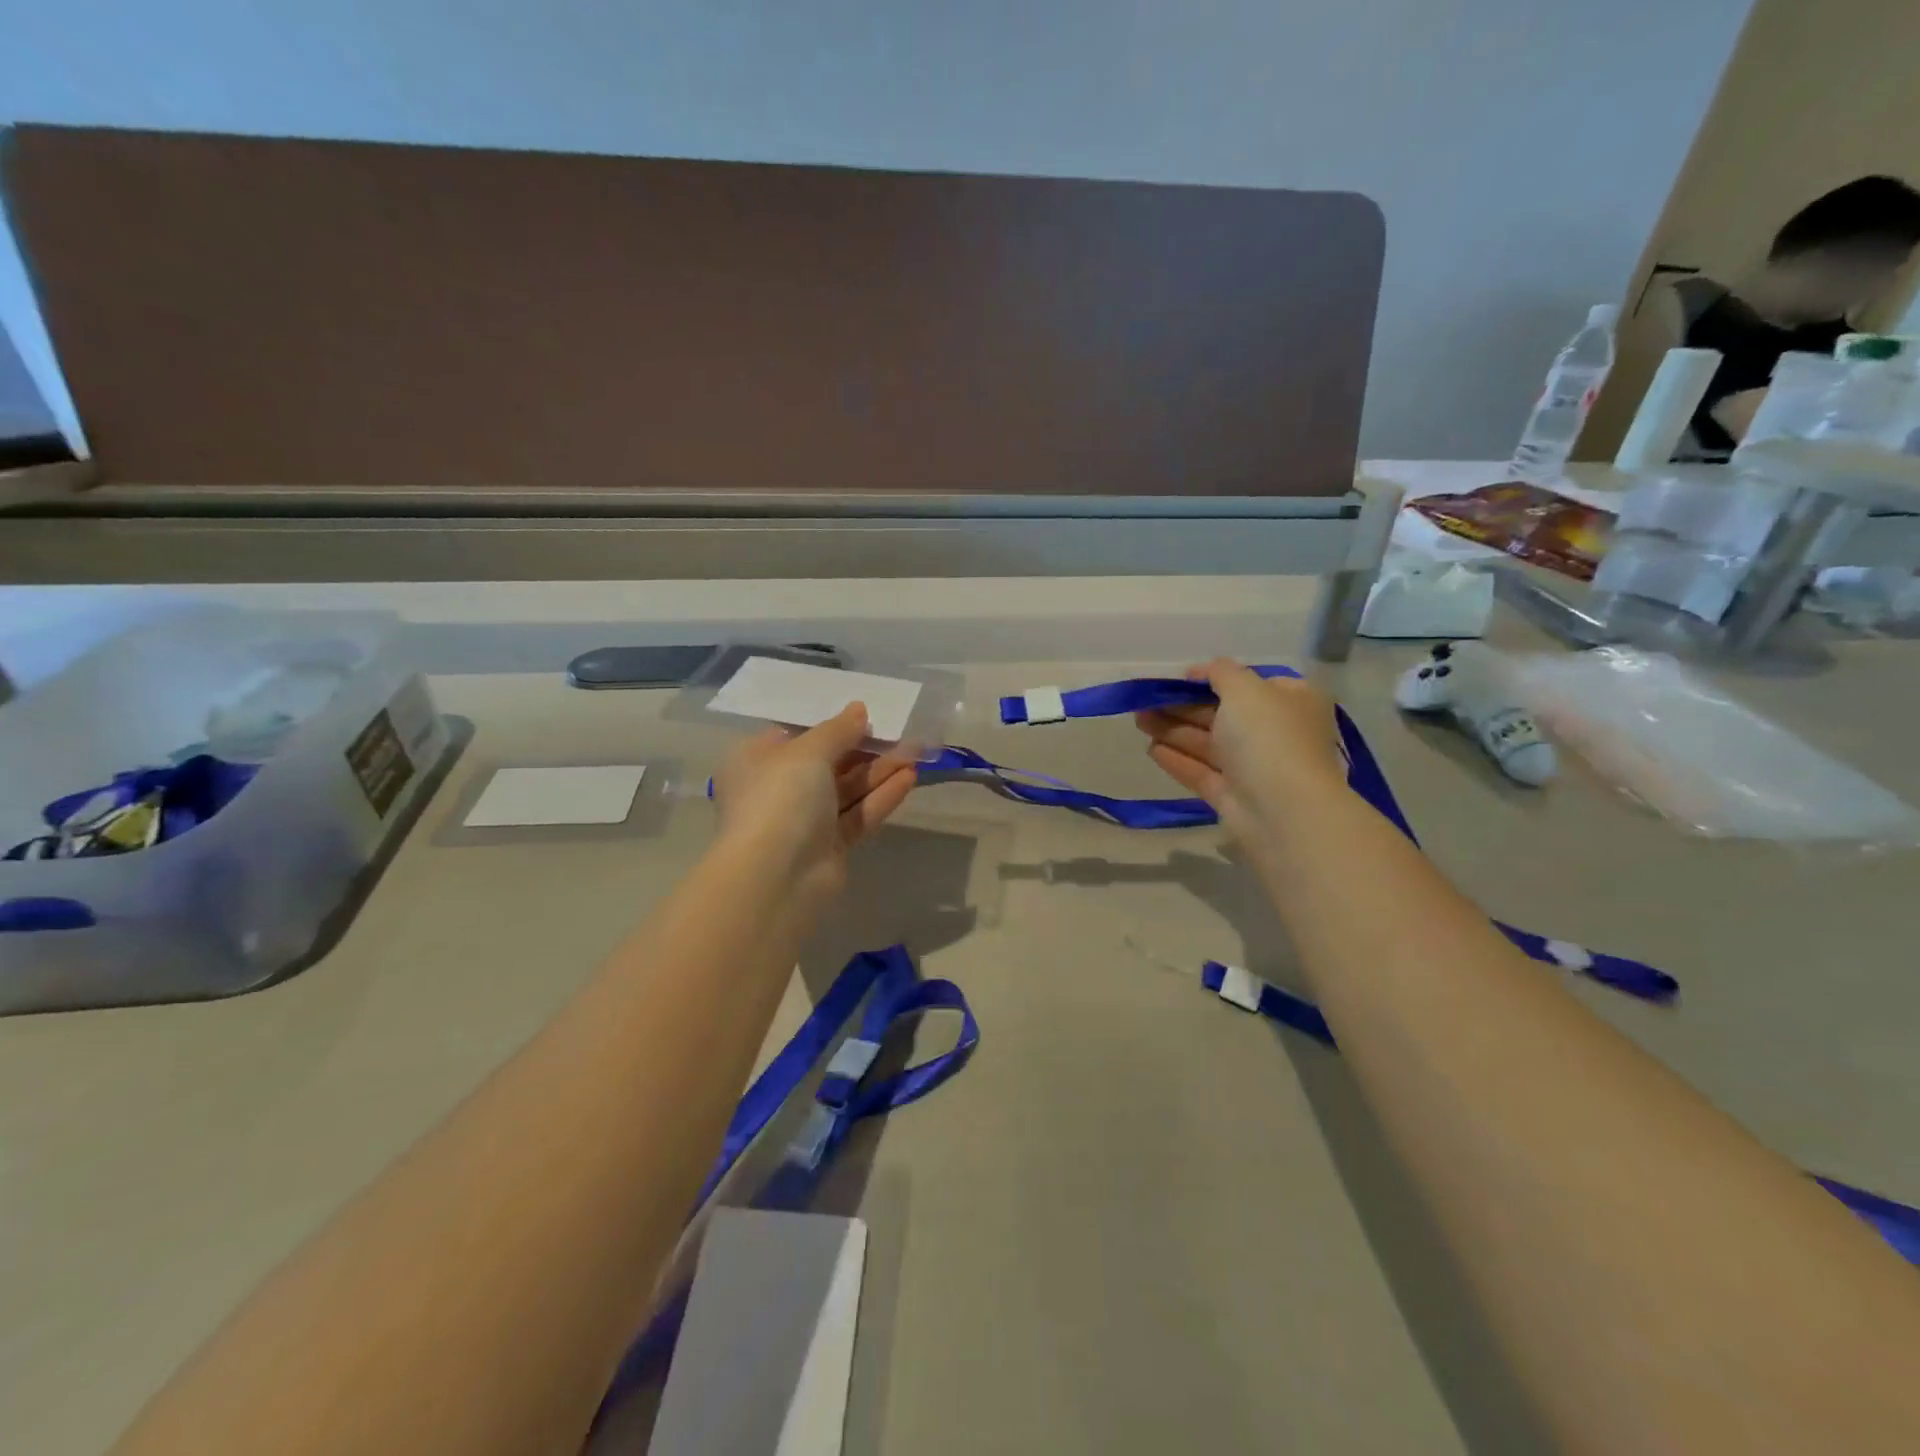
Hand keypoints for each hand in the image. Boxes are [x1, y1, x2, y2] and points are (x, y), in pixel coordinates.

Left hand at [712, 703, 918, 904]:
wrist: (776, 877)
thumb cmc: (780, 798)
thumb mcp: (807, 752)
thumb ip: (838, 730)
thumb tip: (858, 710)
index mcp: (757, 761)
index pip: (797, 736)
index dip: (831, 725)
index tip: (865, 715)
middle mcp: (778, 790)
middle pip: (828, 763)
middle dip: (865, 749)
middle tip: (902, 733)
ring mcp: (805, 821)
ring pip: (847, 789)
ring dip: (880, 770)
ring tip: (917, 752)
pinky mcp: (830, 846)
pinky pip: (858, 814)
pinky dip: (881, 796)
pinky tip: (910, 778)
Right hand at [1134, 659, 1347, 842]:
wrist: (1281, 809)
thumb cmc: (1268, 736)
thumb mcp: (1245, 689)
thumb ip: (1221, 673)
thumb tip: (1202, 670)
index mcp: (1290, 701)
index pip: (1248, 684)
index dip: (1212, 678)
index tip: (1179, 678)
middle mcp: (1275, 732)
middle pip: (1222, 714)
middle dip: (1182, 706)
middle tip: (1144, 700)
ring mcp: (1253, 767)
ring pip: (1208, 743)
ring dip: (1172, 730)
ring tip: (1138, 720)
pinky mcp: (1233, 795)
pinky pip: (1202, 772)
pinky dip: (1177, 759)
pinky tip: (1151, 750)